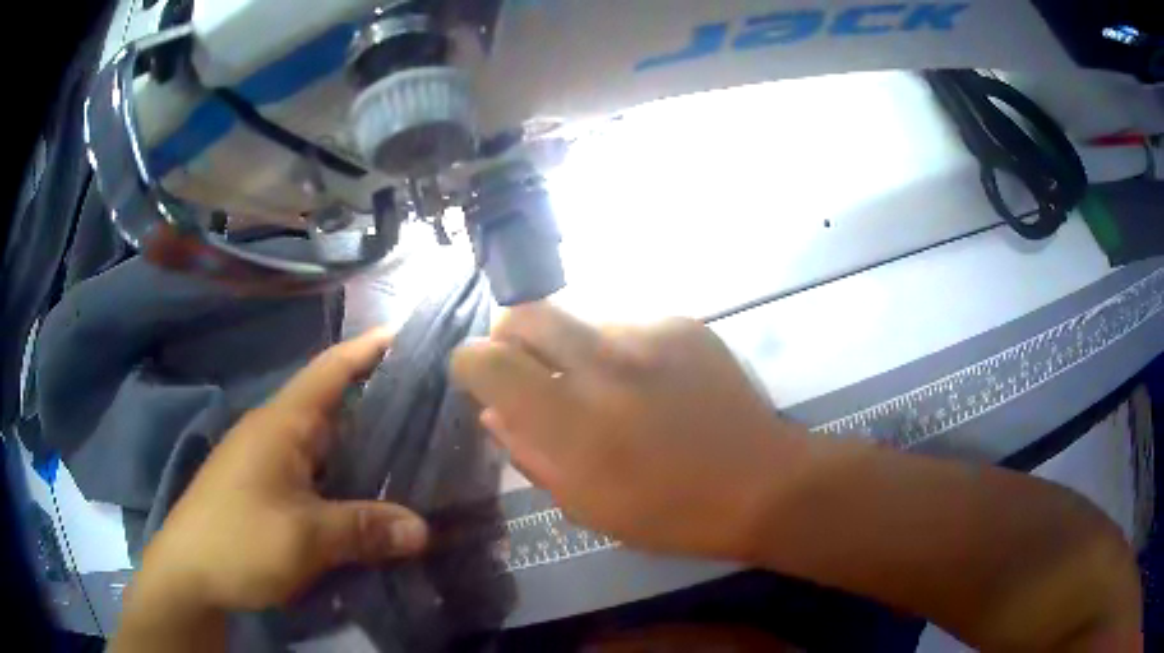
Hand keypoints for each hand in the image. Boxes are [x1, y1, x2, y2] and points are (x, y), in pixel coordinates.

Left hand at [136, 328, 428, 613]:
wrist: (187, 574)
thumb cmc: (238, 541)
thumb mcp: (304, 538)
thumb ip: (363, 529)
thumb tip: (423, 529)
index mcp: (281, 424)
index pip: (330, 370)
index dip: (368, 349)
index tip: (410, 336)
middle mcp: (275, 433)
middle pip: (333, 405)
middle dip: (379, 401)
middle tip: (434, 407)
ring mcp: (268, 462)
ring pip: (325, 444)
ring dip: (364, 446)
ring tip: (416, 451)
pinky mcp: (266, 489)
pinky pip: (316, 473)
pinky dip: (346, 477)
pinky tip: (369, 496)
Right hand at [450, 303, 805, 558]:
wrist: (761, 483)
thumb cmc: (669, 512)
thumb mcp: (586, 504)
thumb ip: (530, 453)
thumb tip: (494, 413)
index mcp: (572, 421)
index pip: (487, 361)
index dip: (469, 363)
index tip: (476, 376)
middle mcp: (604, 363)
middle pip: (525, 314)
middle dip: (510, 336)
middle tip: (528, 369)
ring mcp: (648, 335)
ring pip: (580, 321)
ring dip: (575, 351)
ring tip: (609, 391)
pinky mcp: (682, 324)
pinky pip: (628, 326)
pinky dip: (623, 351)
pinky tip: (653, 385)